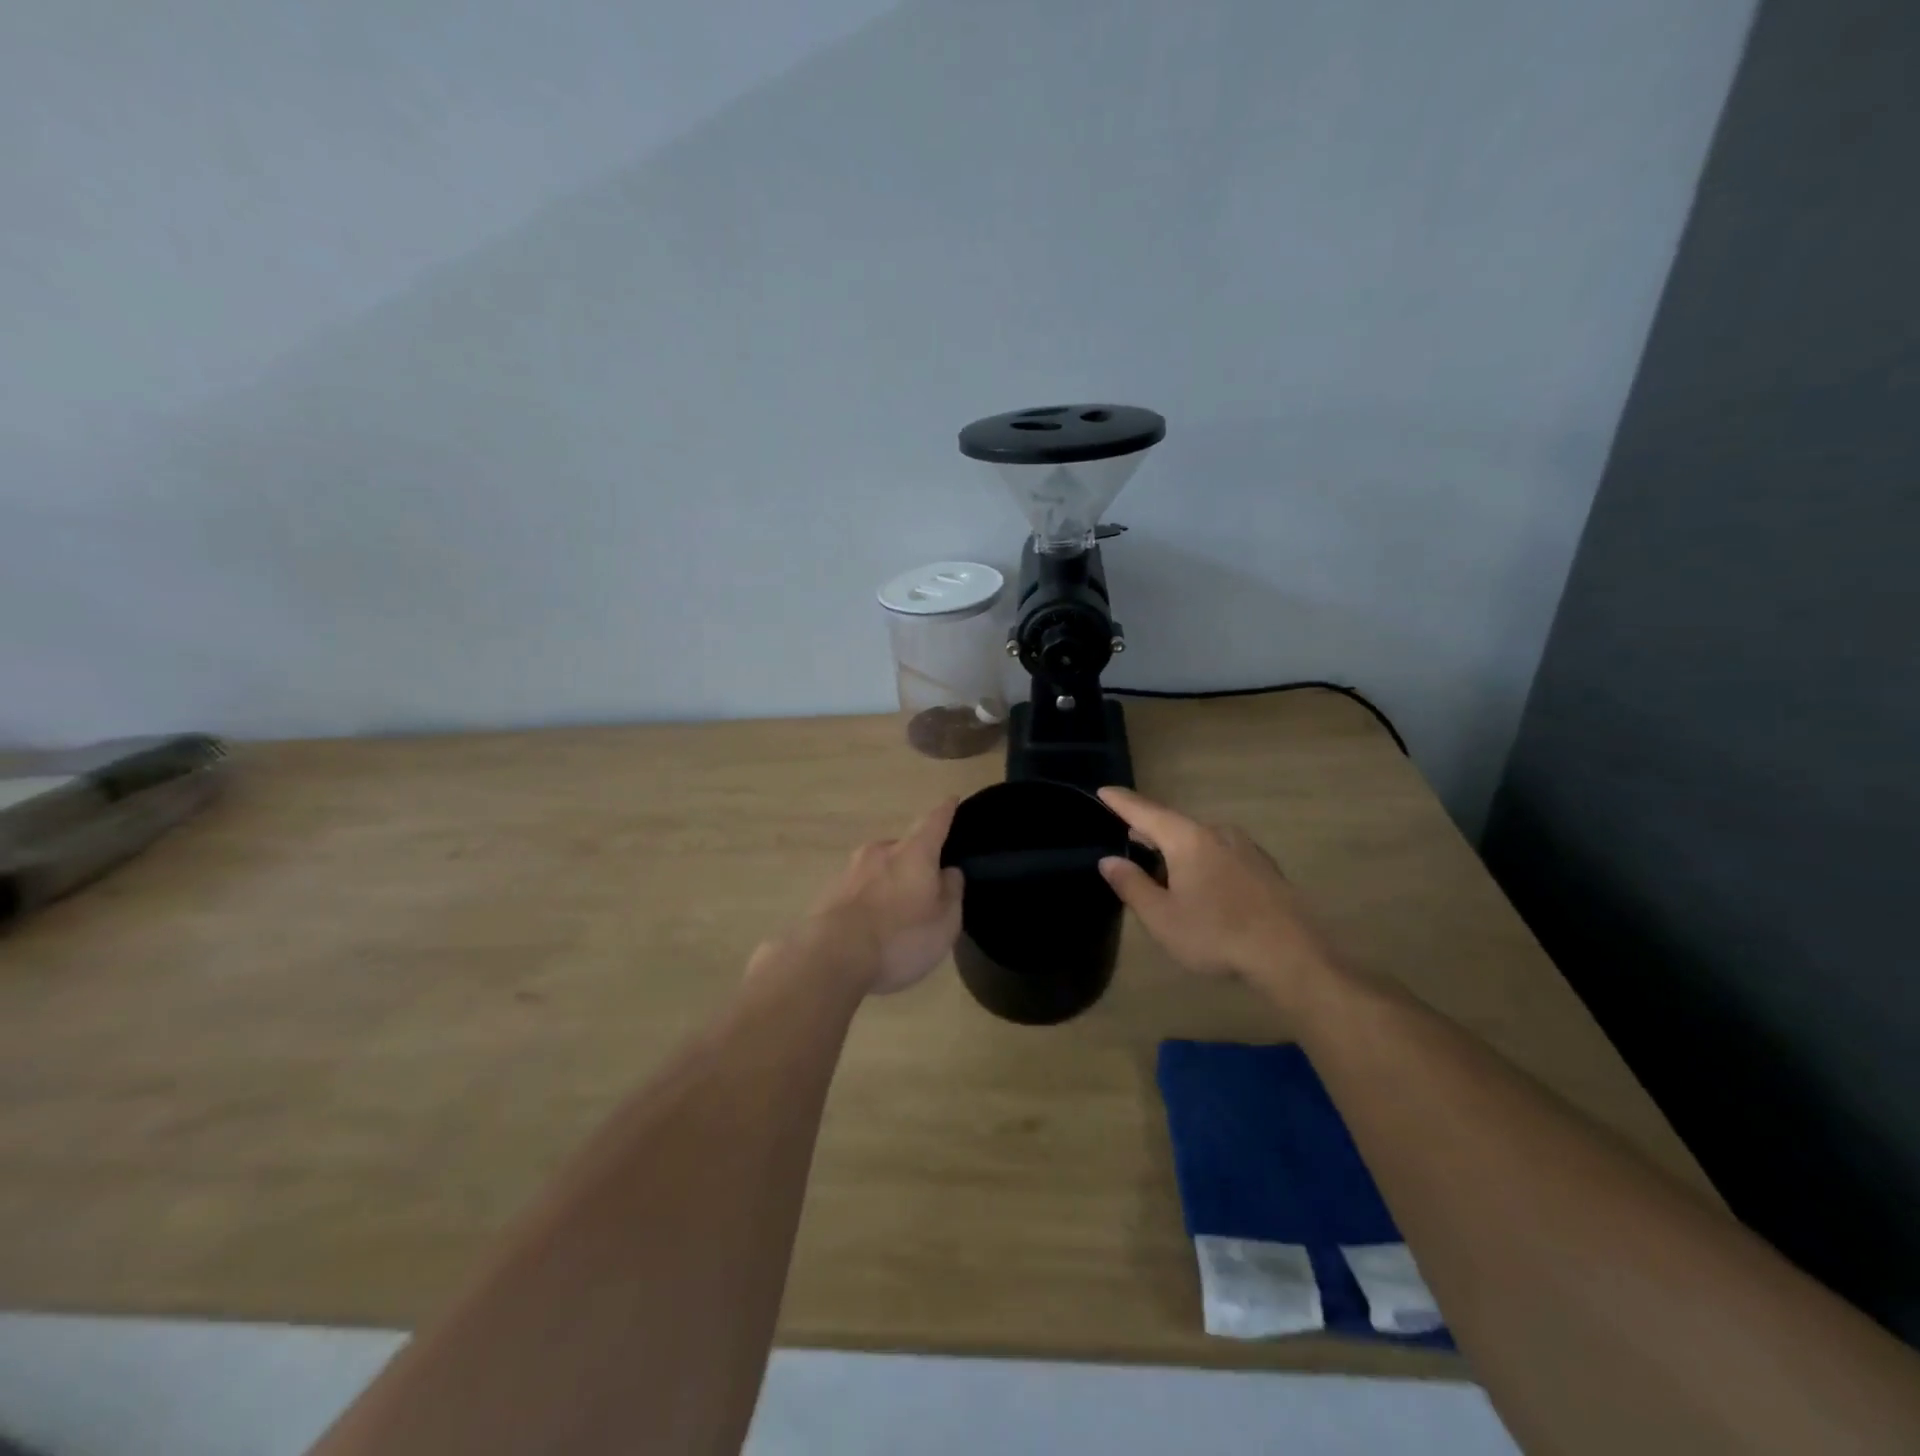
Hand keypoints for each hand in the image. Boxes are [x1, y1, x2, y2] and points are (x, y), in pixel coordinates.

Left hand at [801, 799, 965, 995]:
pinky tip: (871, 927)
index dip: (946, 811)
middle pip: (903, 848)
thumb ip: (951, 892)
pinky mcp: (828, 894)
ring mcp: (849, 871)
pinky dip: (869, 901)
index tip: (952, 799)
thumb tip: (948, 871)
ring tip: (896, 912)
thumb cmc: (900, 938)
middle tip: (925, 884)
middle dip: (915, 861)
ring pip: (877, 869)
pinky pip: (858, 891)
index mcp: (913, 853)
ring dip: (889, 882)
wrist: (831, 958)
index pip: (934, 822)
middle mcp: (879, 852)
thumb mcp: (944, 922)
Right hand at [1096, 787, 1342, 1012]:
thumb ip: (1132, 885)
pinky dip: (1201, 859)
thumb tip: (1108, 860)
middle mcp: (1217, 833)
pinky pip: (1220, 852)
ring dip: (1176, 847)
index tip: (1103, 790)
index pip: (1145, 812)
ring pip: (1199, 839)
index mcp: (1187, 839)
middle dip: (1149, 829)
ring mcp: (1245, 848)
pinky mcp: (1263, 867)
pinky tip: (1200, 882)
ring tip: (1161, 864)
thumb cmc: (1217, 934)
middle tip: (1128, 835)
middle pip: (1173, 824)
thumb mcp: (1162, 918)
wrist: (1291, 955)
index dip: (1121, 802)